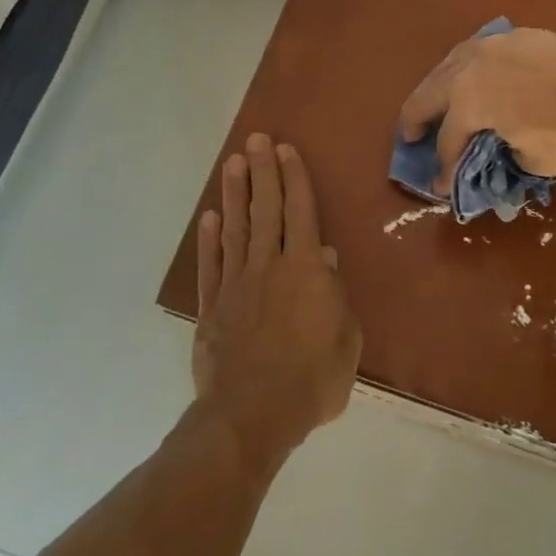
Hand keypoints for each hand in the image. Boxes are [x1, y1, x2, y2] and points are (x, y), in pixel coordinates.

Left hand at [193, 135, 361, 467]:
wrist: (252, 415)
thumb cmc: (312, 380)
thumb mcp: (346, 340)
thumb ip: (335, 295)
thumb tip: (326, 258)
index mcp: (306, 270)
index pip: (301, 213)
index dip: (294, 179)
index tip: (285, 150)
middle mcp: (269, 266)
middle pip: (266, 210)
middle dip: (262, 172)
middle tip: (255, 140)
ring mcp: (236, 284)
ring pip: (236, 229)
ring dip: (235, 194)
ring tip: (232, 163)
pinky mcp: (213, 307)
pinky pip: (211, 264)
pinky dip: (209, 239)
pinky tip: (209, 217)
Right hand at [398, 28, 555, 194]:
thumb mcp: (535, 160)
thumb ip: (508, 153)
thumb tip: (505, 147)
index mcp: (468, 99)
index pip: (448, 140)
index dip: (443, 168)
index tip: (441, 188)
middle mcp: (473, 65)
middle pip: (433, 91)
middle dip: (417, 117)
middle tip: (410, 136)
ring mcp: (500, 44)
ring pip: (455, 62)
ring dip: (441, 85)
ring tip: (438, 101)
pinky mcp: (527, 36)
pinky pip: (485, 53)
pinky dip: (472, 69)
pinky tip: (479, 78)